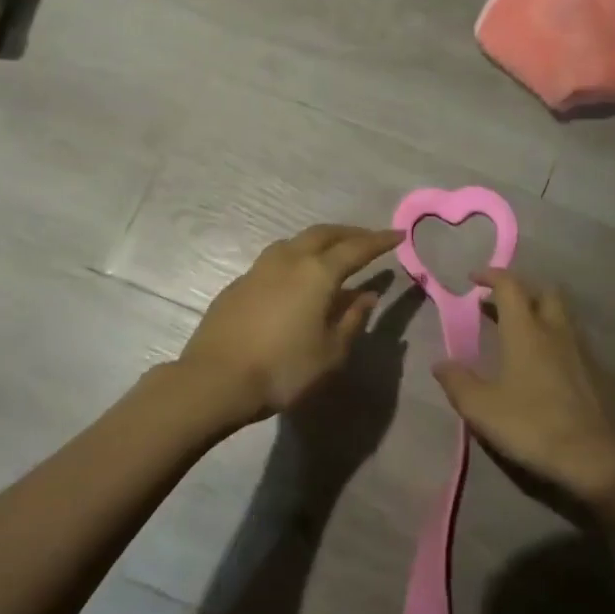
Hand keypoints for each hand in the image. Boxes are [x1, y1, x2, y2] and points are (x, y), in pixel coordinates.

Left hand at [176, 224, 401, 424]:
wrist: (215, 380)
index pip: (357, 248)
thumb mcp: (331, 352)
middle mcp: (289, 260)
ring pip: (295, 242)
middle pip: (324, 234)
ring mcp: (259, 269)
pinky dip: (296, 258)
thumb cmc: (283, 369)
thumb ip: (352, 319)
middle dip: (350, 233)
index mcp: (317, 273)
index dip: (380, 241)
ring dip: (319, 241)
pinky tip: (297, 278)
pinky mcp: (239, 283)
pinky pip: (276, 259)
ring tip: (333, 253)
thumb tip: (368, 295)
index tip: (399, 234)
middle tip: (368, 239)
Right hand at [433, 268, 614, 508]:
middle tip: (502, 305)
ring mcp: (584, 350)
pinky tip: (551, 366)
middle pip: (545, 291)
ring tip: (525, 334)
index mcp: (526, 331)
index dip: (491, 275)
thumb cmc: (531, 425)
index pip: (510, 286)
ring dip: (543, 314)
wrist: (594, 456)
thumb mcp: (481, 409)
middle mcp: (557, 330)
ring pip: (564, 315)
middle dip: (523, 290)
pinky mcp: (600, 372)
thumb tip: (441, 363)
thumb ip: (458, 382)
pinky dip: (560, 342)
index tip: (474, 279)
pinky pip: (577, 343)